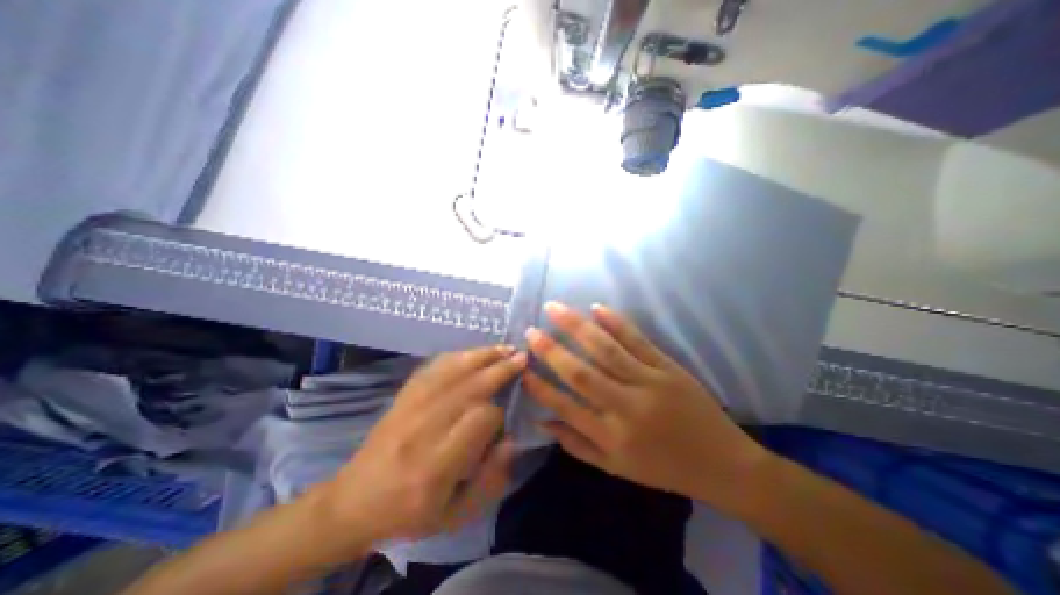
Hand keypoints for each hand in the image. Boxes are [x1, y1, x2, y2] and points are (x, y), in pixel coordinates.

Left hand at [321, 347, 522, 544]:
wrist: (353, 501)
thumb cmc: (410, 513)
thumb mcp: (455, 515)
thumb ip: (490, 480)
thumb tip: (511, 439)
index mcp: (437, 464)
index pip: (479, 419)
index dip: (500, 411)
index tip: (507, 412)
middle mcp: (424, 428)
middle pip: (469, 387)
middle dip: (499, 369)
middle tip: (522, 357)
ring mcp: (410, 406)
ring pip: (452, 370)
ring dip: (482, 355)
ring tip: (504, 348)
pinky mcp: (403, 395)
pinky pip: (433, 367)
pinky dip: (457, 356)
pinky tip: (472, 352)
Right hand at [520, 303, 770, 511]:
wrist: (722, 464)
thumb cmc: (663, 468)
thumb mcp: (616, 467)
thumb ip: (577, 444)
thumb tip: (543, 421)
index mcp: (612, 436)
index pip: (566, 406)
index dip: (541, 386)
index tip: (522, 367)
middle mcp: (626, 407)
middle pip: (582, 373)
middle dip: (551, 350)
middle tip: (531, 331)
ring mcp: (649, 383)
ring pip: (606, 350)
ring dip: (577, 326)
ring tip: (555, 308)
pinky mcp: (668, 368)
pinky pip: (638, 341)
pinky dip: (617, 323)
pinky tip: (597, 308)